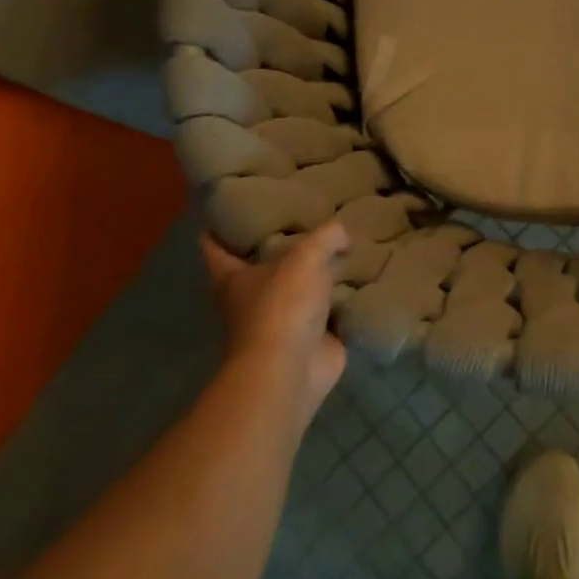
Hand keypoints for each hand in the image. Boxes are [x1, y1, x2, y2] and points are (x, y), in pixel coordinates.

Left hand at [203, 222, 348, 432]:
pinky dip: (343, 299)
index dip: (221, 226)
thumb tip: (342, 236)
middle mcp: (251, 299)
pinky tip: (362, 278)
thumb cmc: (282, 306)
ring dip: (317, 274)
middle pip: (262, 266)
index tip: (234, 207)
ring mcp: (280, 322)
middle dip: (281, 247)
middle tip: (307, 218)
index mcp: (232, 278)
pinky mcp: (309, 340)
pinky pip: (329, 311)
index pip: (215, 247)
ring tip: (344, 245)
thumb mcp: (306, 256)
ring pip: (298, 288)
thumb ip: (326, 236)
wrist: (292, 371)